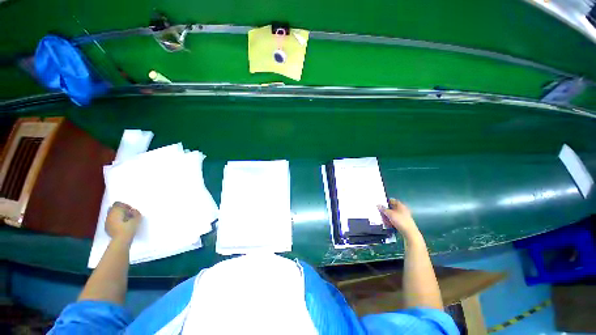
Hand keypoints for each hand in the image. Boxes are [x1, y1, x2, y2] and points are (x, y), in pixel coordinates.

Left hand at [105, 202, 141, 241]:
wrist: (121, 240)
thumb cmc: (129, 227)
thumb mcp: (137, 219)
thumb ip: (136, 213)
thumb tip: (133, 210)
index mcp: (116, 211)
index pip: (118, 203)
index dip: (124, 205)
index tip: (130, 210)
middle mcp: (109, 215)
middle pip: (113, 209)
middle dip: (119, 210)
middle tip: (127, 214)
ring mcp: (107, 222)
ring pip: (111, 215)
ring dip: (117, 216)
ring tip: (124, 220)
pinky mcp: (106, 228)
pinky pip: (110, 221)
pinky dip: (114, 221)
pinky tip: (120, 225)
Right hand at [378, 199, 419, 237]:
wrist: (409, 232)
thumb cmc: (400, 220)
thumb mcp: (390, 214)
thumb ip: (383, 209)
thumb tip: (378, 205)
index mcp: (400, 205)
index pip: (392, 200)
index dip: (386, 201)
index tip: (380, 203)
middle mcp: (402, 210)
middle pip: (392, 208)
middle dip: (386, 210)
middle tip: (380, 212)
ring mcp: (403, 216)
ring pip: (393, 214)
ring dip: (387, 216)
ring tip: (383, 219)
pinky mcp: (403, 222)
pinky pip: (395, 219)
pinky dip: (391, 220)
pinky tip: (387, 223)